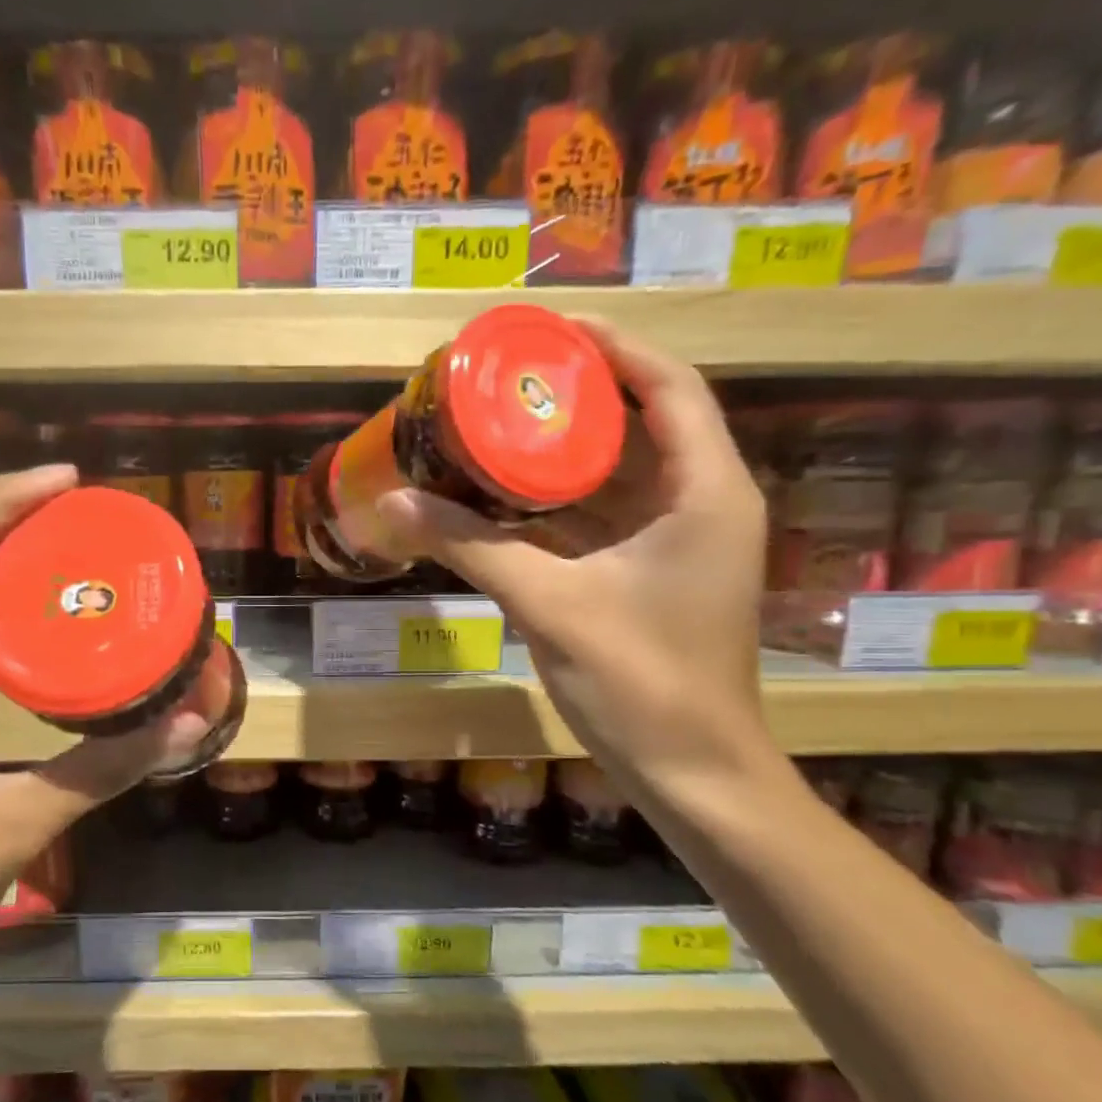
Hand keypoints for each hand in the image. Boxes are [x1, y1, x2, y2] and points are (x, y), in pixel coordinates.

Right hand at [375, 318, 772, 794]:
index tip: (547, 330)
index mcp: (704, 492)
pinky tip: (505, 496)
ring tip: (497, 424)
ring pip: (620, 475)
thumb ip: (473, 548)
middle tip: (505, 378)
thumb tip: (396, 503)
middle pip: (642, 423)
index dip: (613, 347)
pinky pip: (603, 519)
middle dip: (576, 396)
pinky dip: (558, 504)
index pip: (669, 388)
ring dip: (563, 452)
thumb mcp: (551, 604)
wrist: (690, 771)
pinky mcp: (651, 576)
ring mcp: (677, 543)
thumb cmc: (640, 681)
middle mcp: (701, 504)